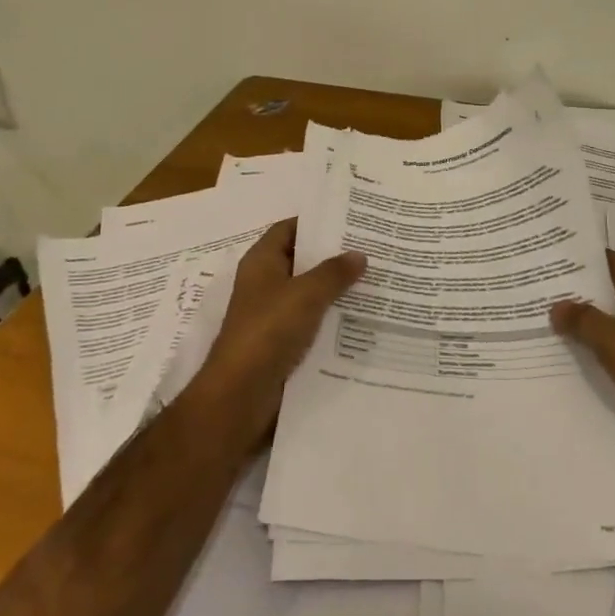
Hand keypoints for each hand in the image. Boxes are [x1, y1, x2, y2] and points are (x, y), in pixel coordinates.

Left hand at [185, 219, 365, 435]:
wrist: (240, 396)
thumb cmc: (268, 332)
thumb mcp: (306, 294)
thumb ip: (334, 272)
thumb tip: (359, 254)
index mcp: (261, 263)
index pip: (288, 229)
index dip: (315, 222)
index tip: (350, 219)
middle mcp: (264, 285)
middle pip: (301, 261)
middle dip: (332, 256)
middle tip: (371, 248)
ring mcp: (272, 316)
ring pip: (309, 294)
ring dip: (336, 290)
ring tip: (374, 281)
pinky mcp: (281, 345)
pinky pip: (311, 324)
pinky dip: (331, 320)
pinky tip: (361, 319)